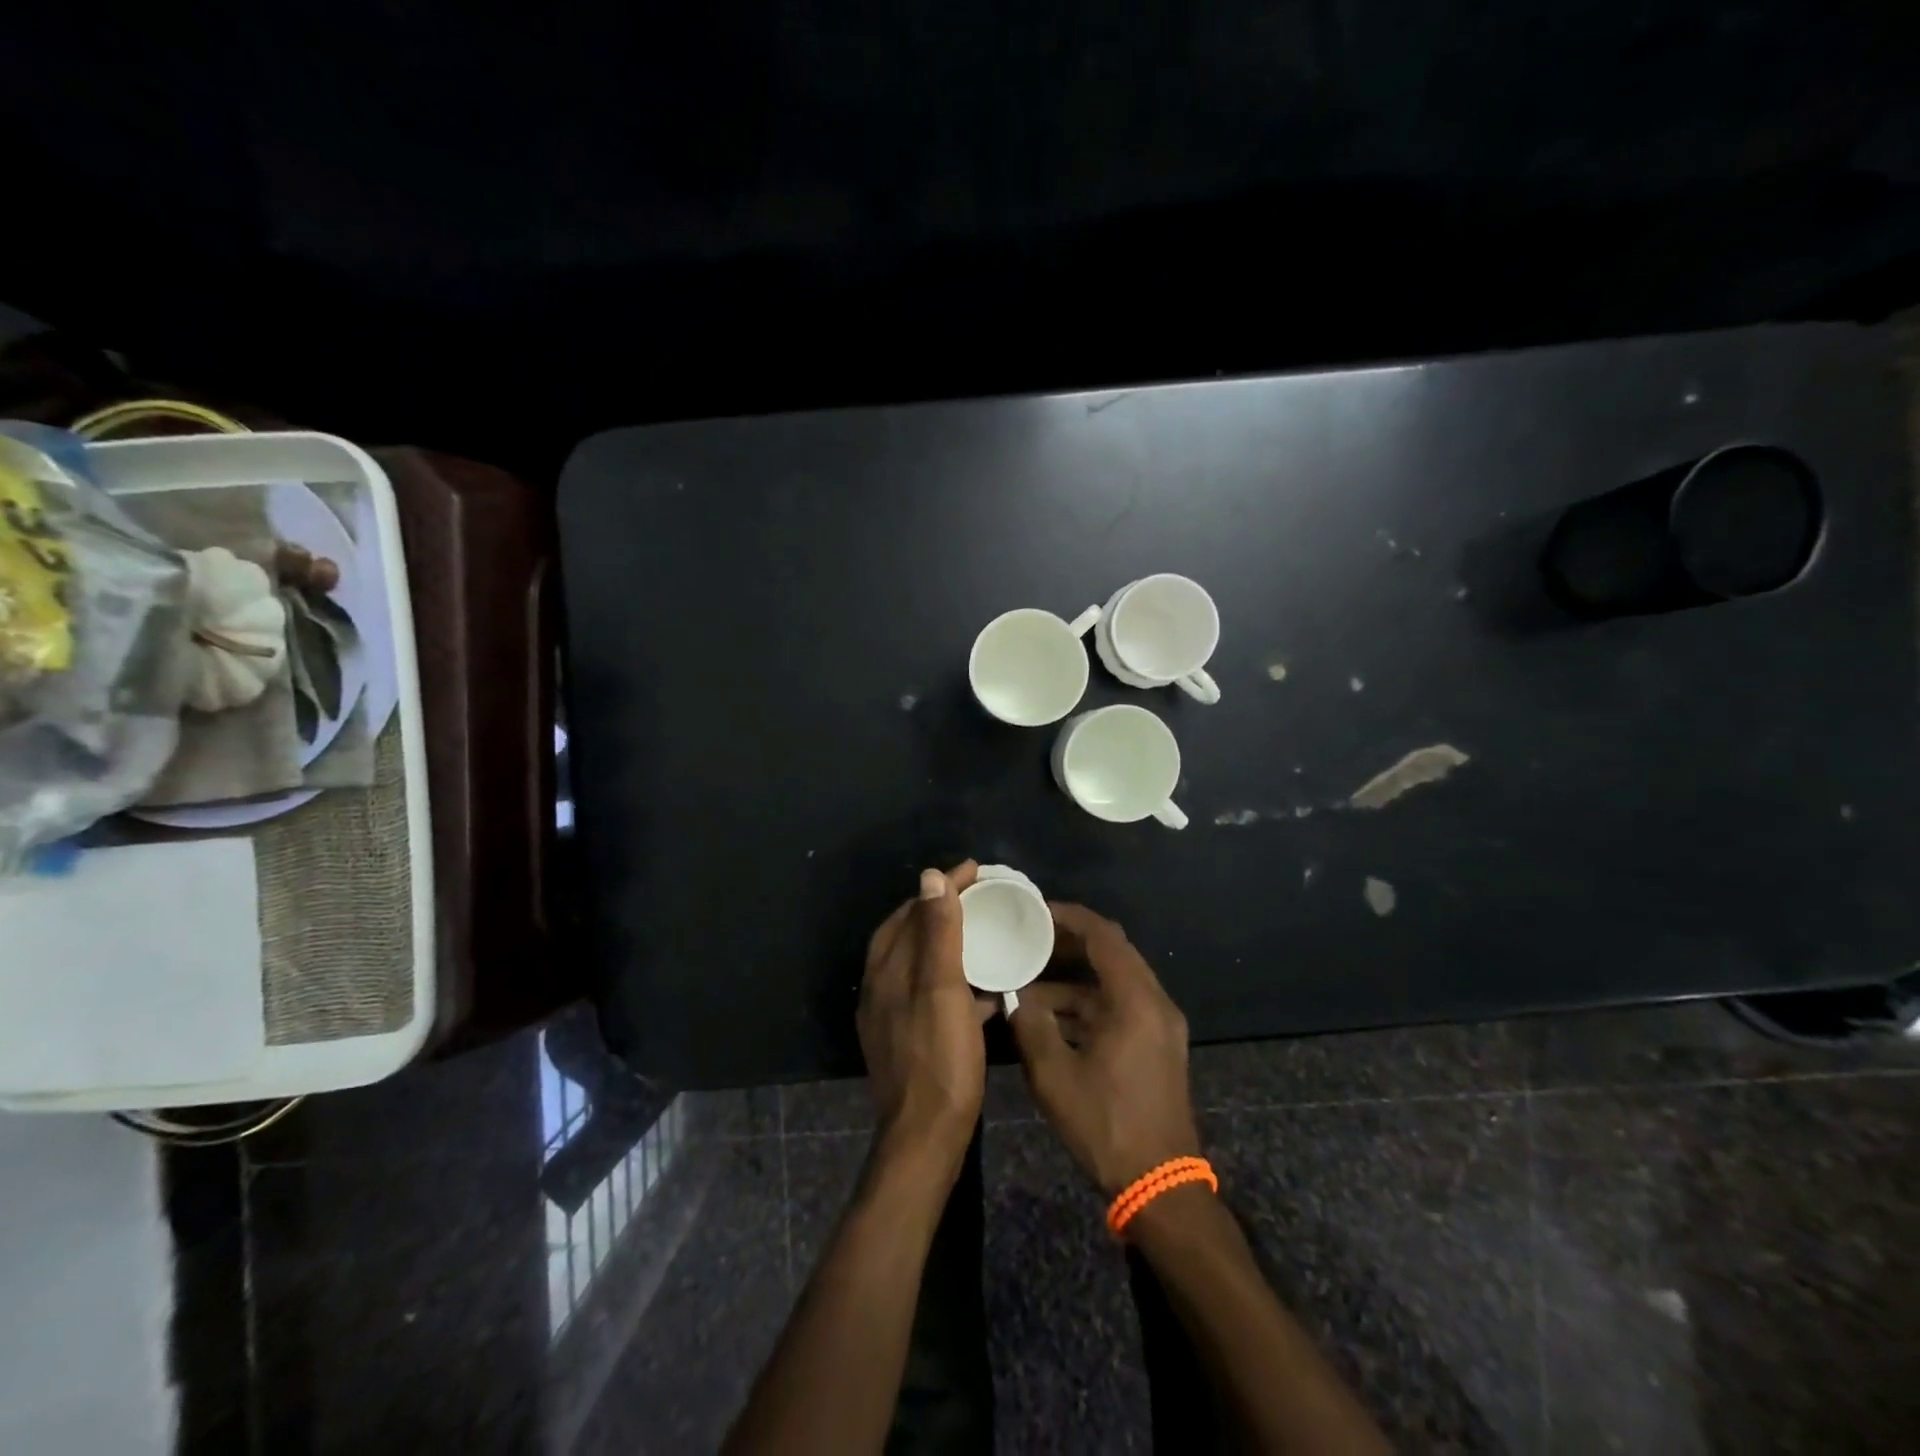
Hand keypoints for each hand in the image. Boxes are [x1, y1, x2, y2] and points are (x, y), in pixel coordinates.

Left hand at [858, 861, 992, 1183]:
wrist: (926, 1137)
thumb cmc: (939, 1058)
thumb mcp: (942, 989)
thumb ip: (938, 932)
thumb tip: (930, 876)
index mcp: (887, 969)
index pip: (912, 910)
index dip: (943, 887)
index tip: (976, 870)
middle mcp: (883, 986)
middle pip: (912, 932)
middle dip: (943, 909)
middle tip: (981, 895)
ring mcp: (893, 1014)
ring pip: (922, 962)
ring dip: (950, 942)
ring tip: (985, 932)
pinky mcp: (909, 1037)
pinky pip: (932, 992)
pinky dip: (955, 979)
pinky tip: (986, 988)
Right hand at [1009, 903, 1202, 1194]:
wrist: (1162, 1186)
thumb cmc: (1107, 1126)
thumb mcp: (1055, 1075)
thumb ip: (1031, 1026)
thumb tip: (1013, 997)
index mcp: (1136, 1000)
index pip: (1103, 935)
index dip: (1067, 917)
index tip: (1033, 910)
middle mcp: (1154, 1002)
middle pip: (1111, 952)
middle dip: (1068, 942)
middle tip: (1027, 938)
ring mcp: (1159, 1024)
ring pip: (1113, 981)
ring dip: (1074, 977)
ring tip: (1028, 978)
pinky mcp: (1156, 1044)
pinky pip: (1119, 1005)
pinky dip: (1086, 1002)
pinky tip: (1050, 1016)